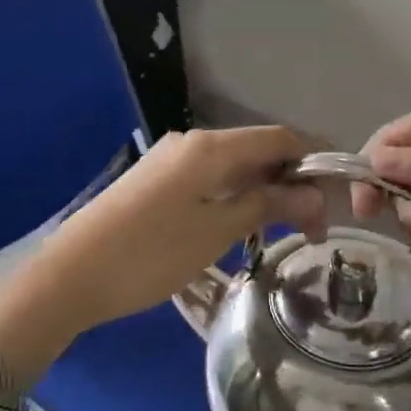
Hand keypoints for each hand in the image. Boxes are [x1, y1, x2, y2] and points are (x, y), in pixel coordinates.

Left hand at [0, 126, 323, 384]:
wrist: (71, 274)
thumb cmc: (151, 254)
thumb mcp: (217, 231)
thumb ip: (267, 204)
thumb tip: (314, 192)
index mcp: (211, 147)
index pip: (278, 137)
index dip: (313, 159)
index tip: (338, 196)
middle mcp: (192, 141)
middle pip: (256, 149)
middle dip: (290, 180)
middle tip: (314, 226)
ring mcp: (170, 159)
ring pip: (232, 165)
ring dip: (263, 189)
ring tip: (284, 230)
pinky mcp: (156, 179)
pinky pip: (209, 177)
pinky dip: (235, 194)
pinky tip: (242, 223)